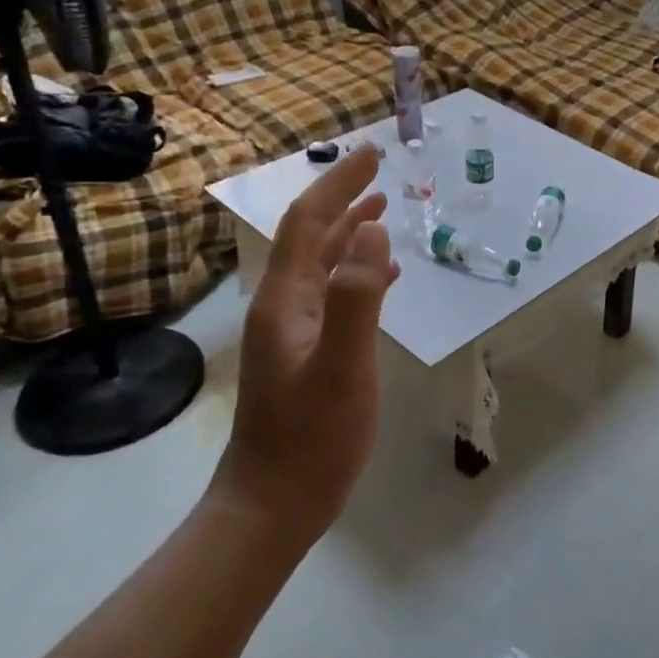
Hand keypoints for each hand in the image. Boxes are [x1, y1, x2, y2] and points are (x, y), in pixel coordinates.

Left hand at [211, 145, 400, 544]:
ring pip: (322, 263)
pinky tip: (385, 277)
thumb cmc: (312, 435)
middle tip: (381, 170)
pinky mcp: (306, 351)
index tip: (372, 154)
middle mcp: (283, 303)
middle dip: (344, 197)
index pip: (310, 221)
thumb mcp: (342, 363)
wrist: (273, 503)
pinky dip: (358, 272)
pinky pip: (333, 293)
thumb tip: (372, 229)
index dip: (339, 183)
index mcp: (286, 297)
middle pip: (312, 235)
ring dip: (351, 232)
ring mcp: (292, 329)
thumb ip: (357, 295)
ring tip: (383, 208)